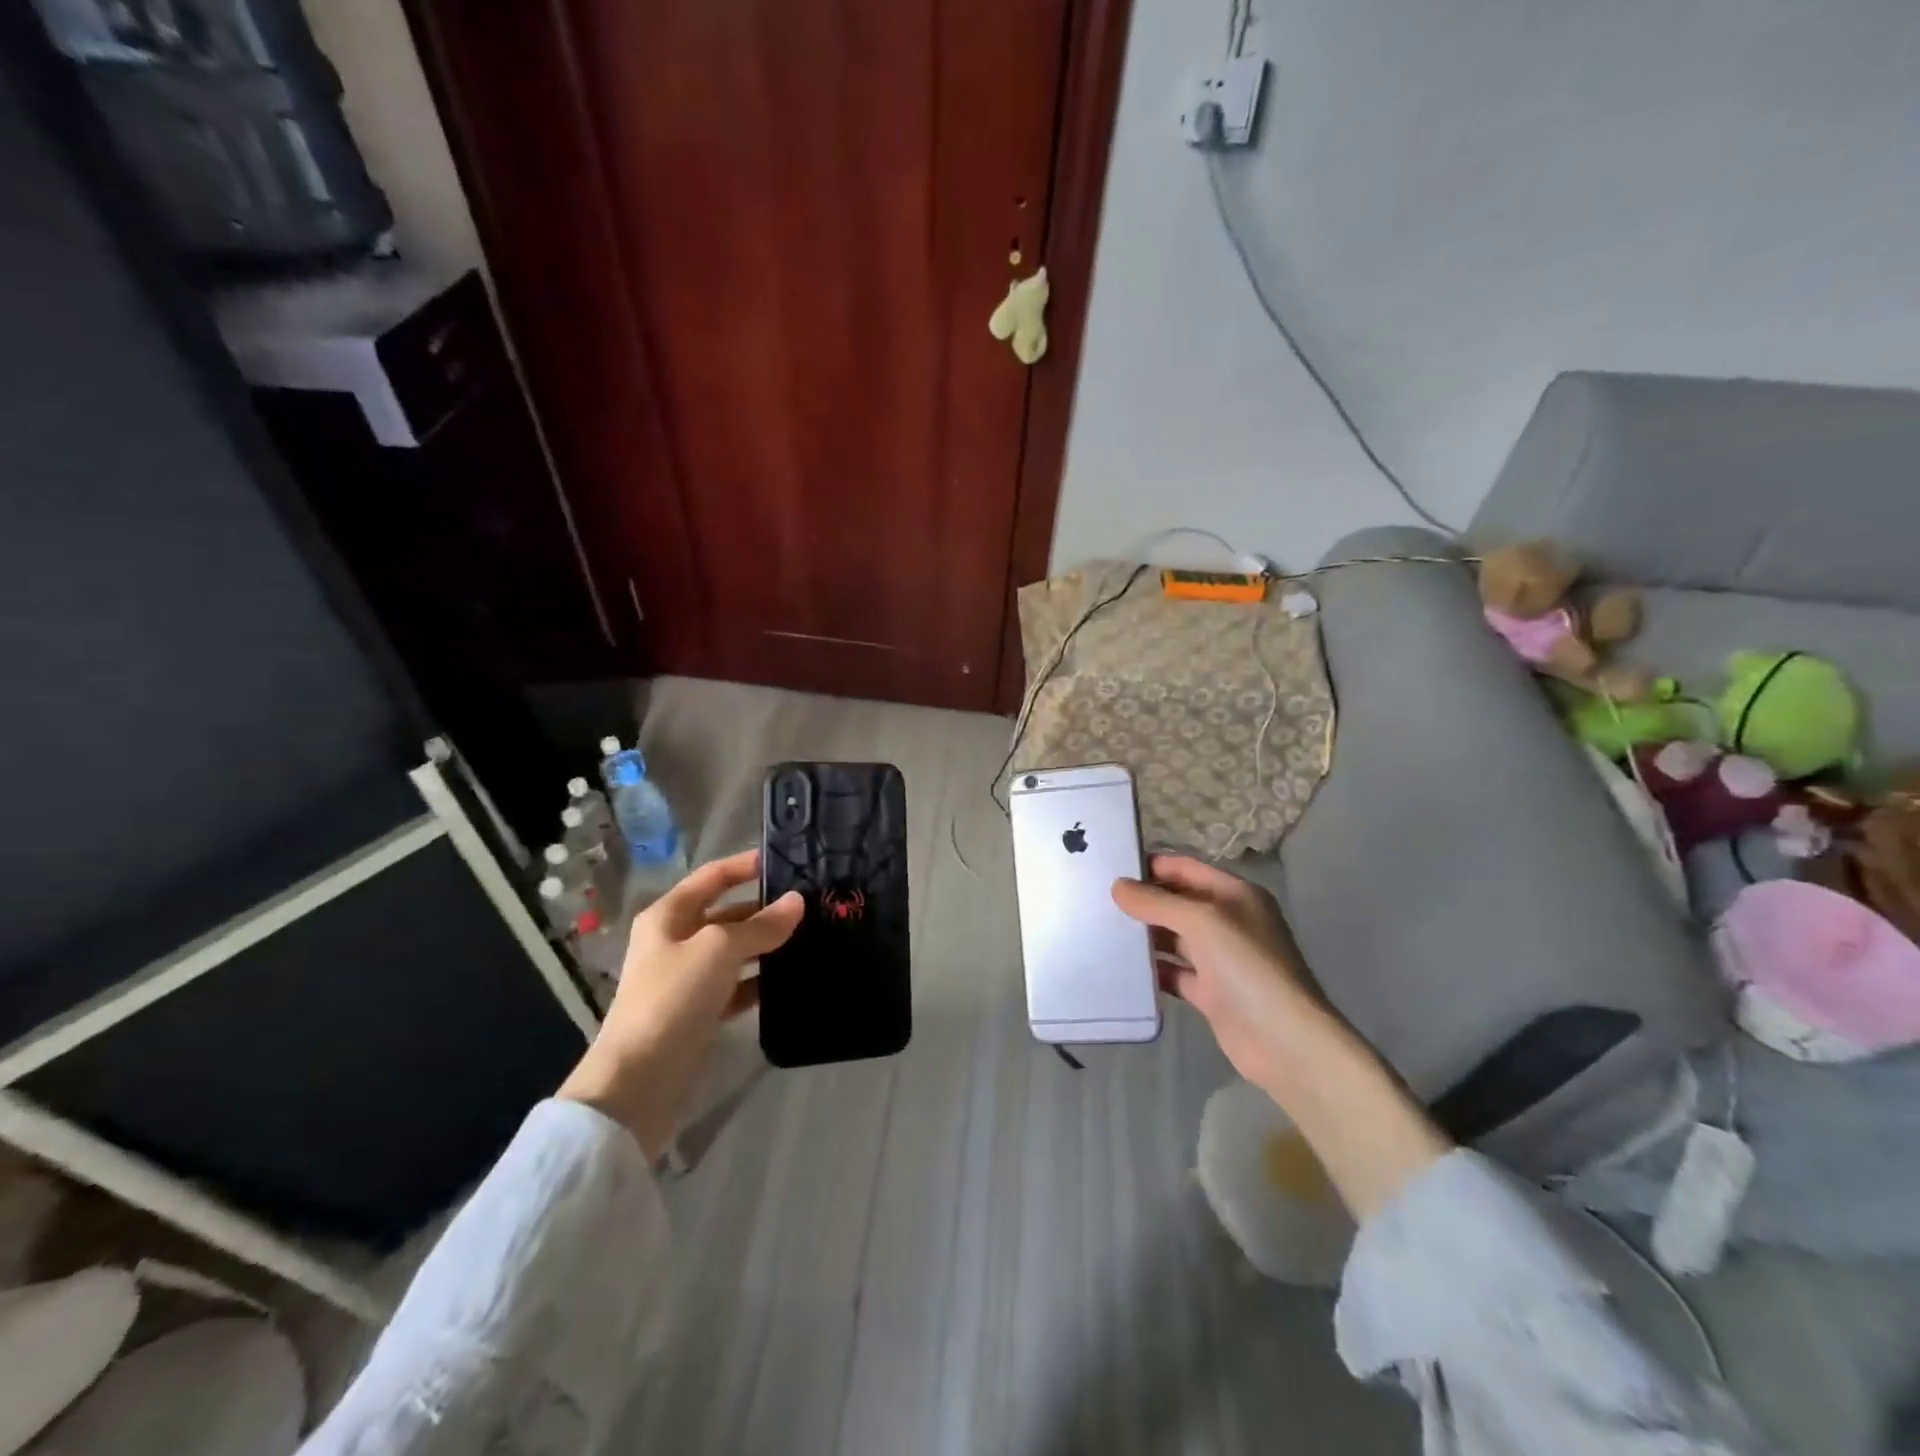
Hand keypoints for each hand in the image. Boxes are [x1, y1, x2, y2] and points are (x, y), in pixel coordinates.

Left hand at [558, 849, 801, 1159]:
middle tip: (811, 905)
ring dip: (767, 946)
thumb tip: (797, 902)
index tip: (785, 860)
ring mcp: (688, 978)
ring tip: (812, 938)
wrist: (640, 1079)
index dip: (745, 866)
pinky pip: (737, 985)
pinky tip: (792, 980)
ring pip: (735, 951)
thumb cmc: (674, 996)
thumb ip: (761, 925)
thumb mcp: (720, 950)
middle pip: (727, 914)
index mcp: (669, 915)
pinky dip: (760, 981)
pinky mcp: (700, 1011)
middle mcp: (676, 940)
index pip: (712, 877)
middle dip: (765, 909)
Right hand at [1113, 855, 1450, 1219]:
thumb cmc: (1247, 967)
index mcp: (1234, 895)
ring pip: (1173, 938)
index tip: (1109, 867)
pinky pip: (1173, 973)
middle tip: (1095, 899)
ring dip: (1143, 935)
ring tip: (1099, 930)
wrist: (1285, 1042)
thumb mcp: (1202, 922)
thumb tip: (1118, 887)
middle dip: (1141, 900)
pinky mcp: (1211, 993)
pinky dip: (1151, 970)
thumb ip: (1158, 902)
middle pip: (1177, 902)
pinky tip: (1119, 968)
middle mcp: (1228, 921)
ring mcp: (1220, 959)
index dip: (1150, 865)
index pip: (1185, 868)